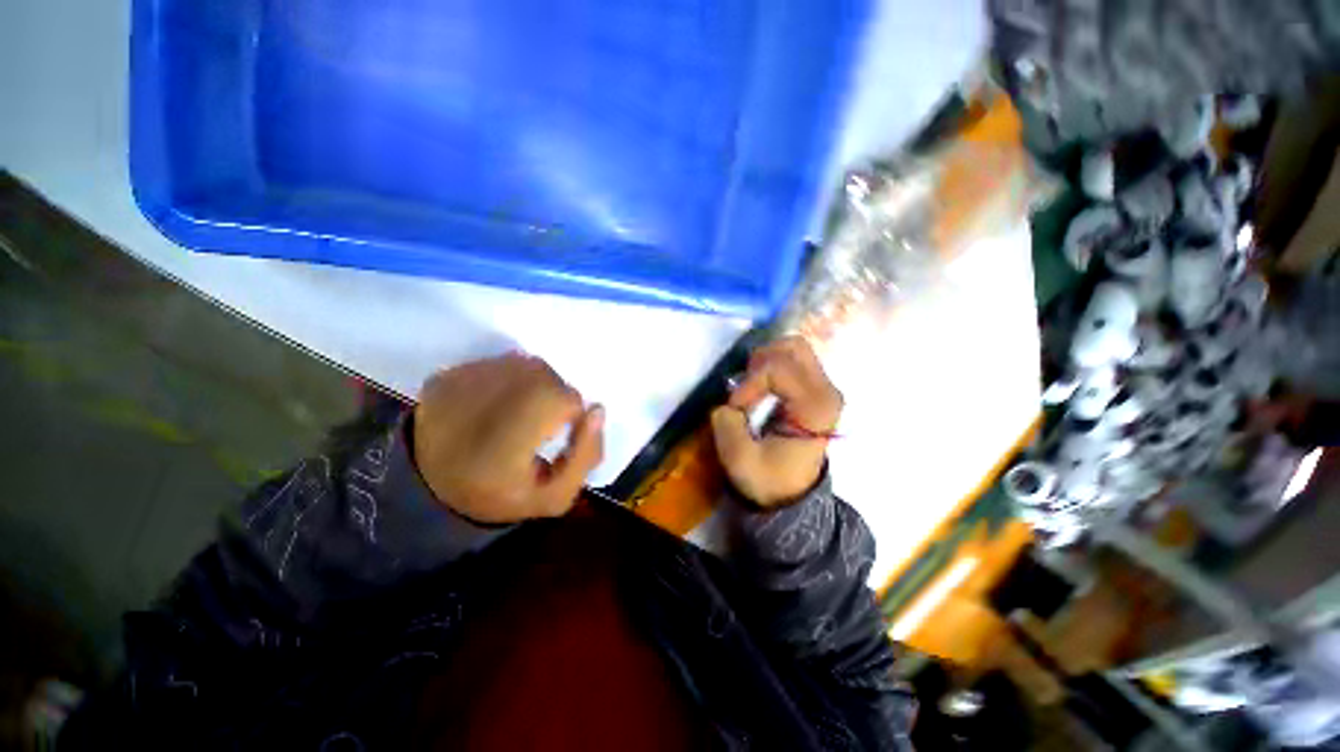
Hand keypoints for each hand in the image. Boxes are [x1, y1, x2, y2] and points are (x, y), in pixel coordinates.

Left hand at [412, 353, 603, 524]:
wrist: (430, 492)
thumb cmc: (501, 496)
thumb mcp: (555, 496)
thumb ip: (586, 455)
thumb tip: (598, 409)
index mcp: (507, 443)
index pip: (563, 398)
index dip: (570, 414)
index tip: (557, 433)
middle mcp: (481, 405)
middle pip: (544, 374)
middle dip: (554, 395)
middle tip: (540, 422)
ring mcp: (457, 386)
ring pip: (523, 364)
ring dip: (533, 383)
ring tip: (519, 411)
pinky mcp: (443, 378)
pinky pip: (498, 363)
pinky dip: (508, 379)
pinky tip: (496, 404)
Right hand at [711, 337, 842, 507]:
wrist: (792, 494)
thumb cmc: (770, 479)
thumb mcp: (740, 460)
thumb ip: (727, 425)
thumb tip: (728, 404)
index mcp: (814, 408)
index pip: (777, 369)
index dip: (748, 383)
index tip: (735, 408)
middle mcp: (827, 391)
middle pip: (793, 347)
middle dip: (760, 362)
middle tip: (744, 385)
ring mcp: (824, 387)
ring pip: (794, 348)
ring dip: (766, 361)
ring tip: (752, 385)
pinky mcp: (816, 388)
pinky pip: (793, 360)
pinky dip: (771, 365)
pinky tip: (761, 387)